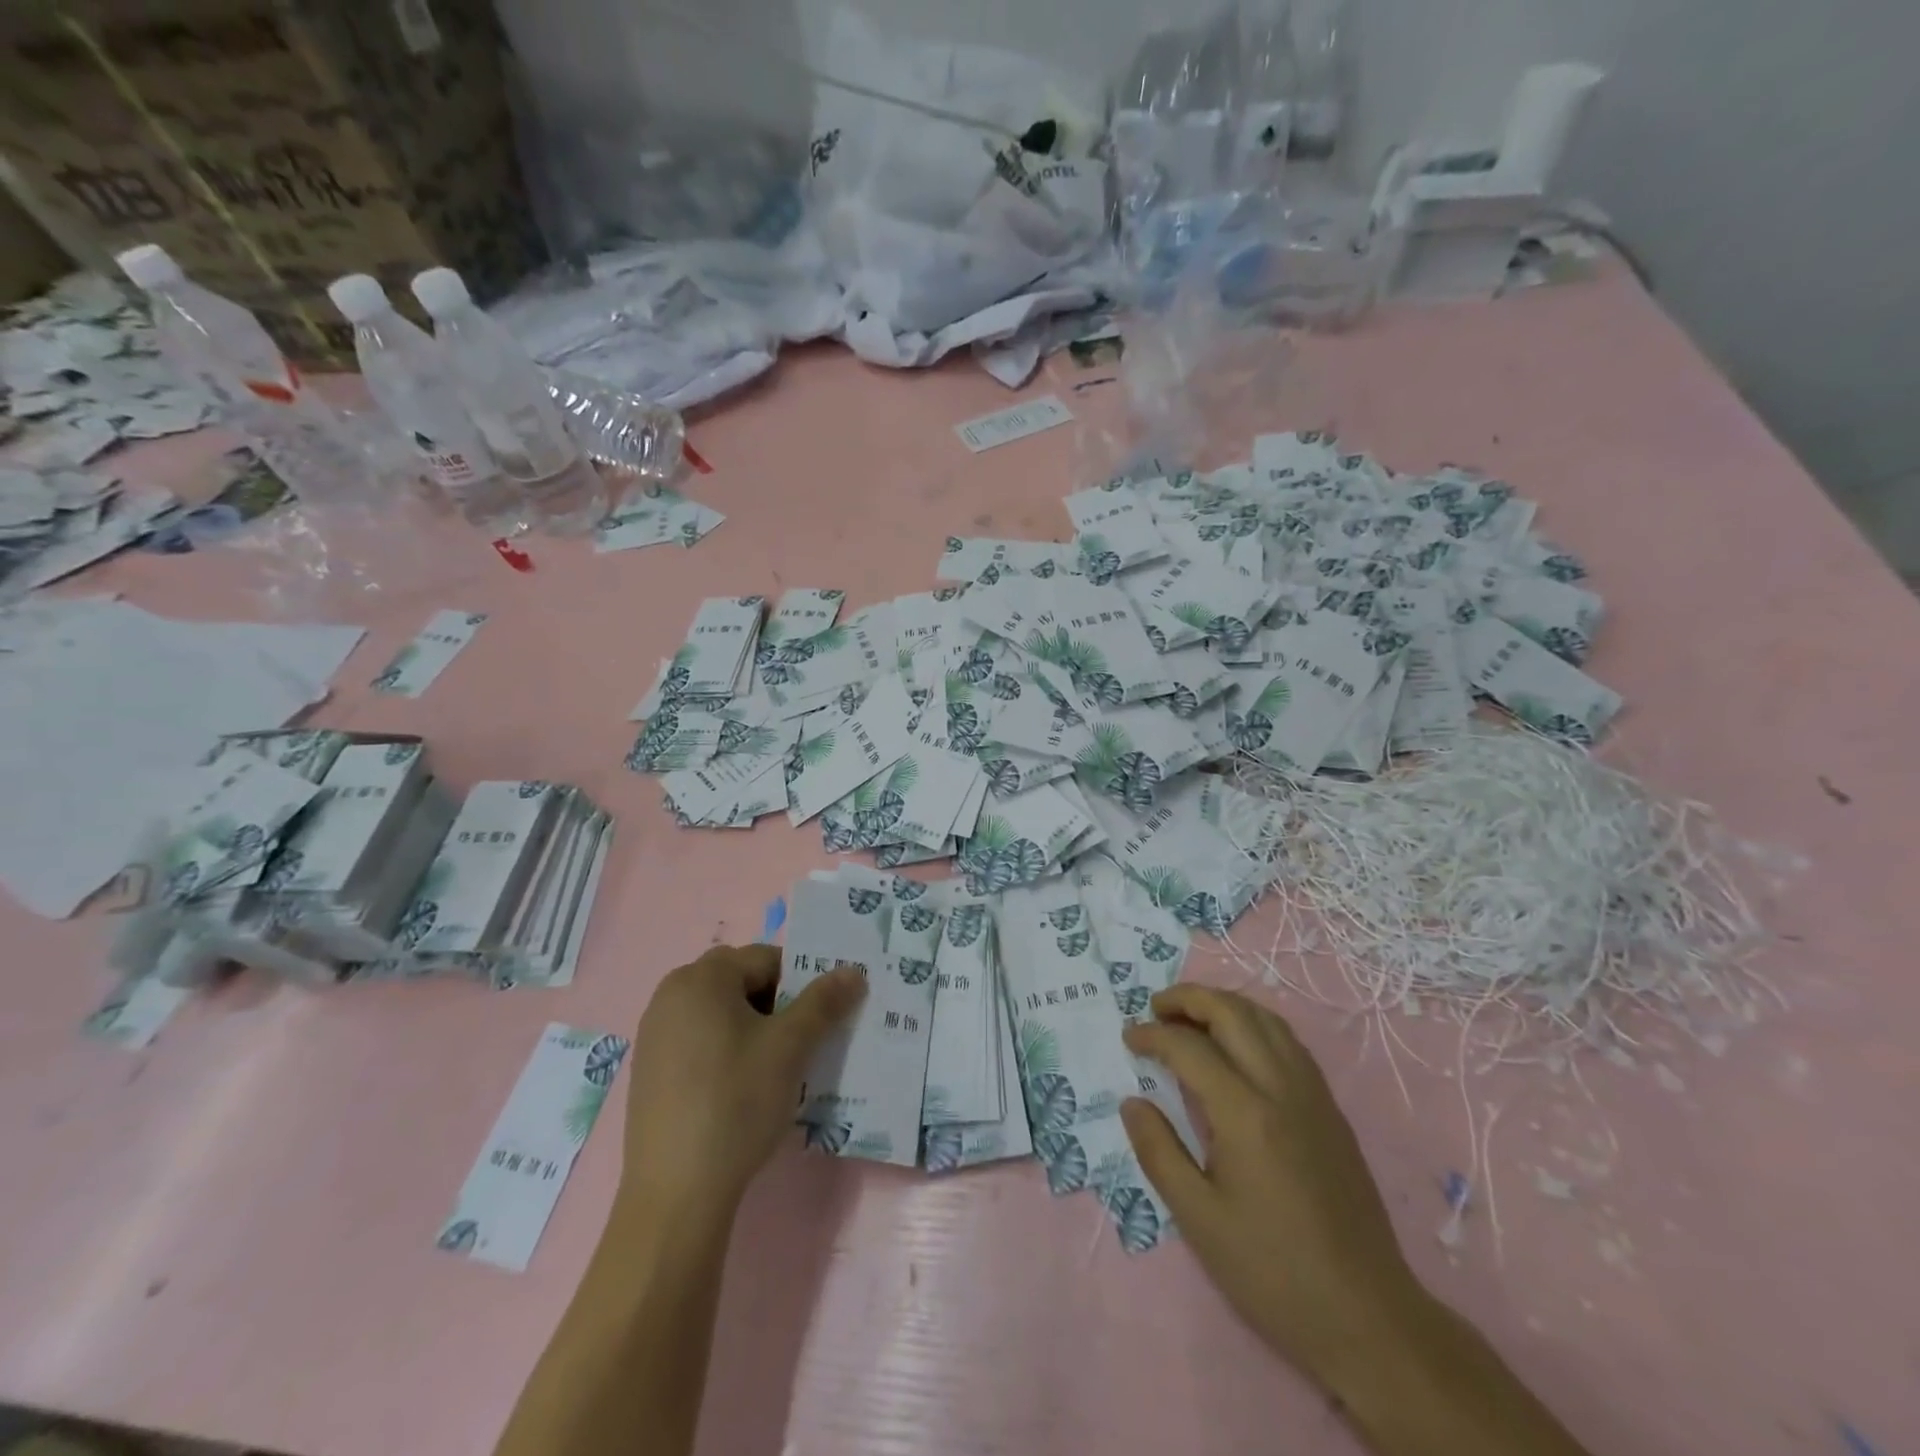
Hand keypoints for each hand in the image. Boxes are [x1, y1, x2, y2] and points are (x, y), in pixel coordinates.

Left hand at [620, 945, 864, 1218]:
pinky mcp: (651, 1072)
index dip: (801, 982)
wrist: (676, 1194)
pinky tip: (744, 1091)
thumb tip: (854, 971)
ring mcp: (655, 1035)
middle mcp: (671, 995)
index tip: (823, 1017)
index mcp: (701, 978)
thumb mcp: (790, 1047)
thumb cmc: (737, 1102)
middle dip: (778, 1004)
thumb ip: (824, 1002)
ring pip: (722, 1014)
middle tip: (804, 1040)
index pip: (766, 958)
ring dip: (755, 1029)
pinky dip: (728, 1052)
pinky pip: (701, 1042)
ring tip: (780, 1068)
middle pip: (741, 982)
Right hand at [1120, 986, 1422, 1385]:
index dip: (1153, 1035)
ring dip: (1224, 1005)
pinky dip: (1255, 1025)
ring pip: (1266, 1020)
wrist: (1368, 1317)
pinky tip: (1240, 1046)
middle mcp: (1281, 1088)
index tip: (1129, 1039)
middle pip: (1233, 1013)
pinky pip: (1289, 1042)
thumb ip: (1159, 1152)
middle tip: (1156, 1008)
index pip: (1189, 1048)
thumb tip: (1132, 1102)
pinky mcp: (1331, 1110)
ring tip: (1192, 1016)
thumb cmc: (1272, 1272)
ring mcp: (1312, 1095)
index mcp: (1244, 1113)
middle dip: (1189, 998)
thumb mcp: (1199, 1219)